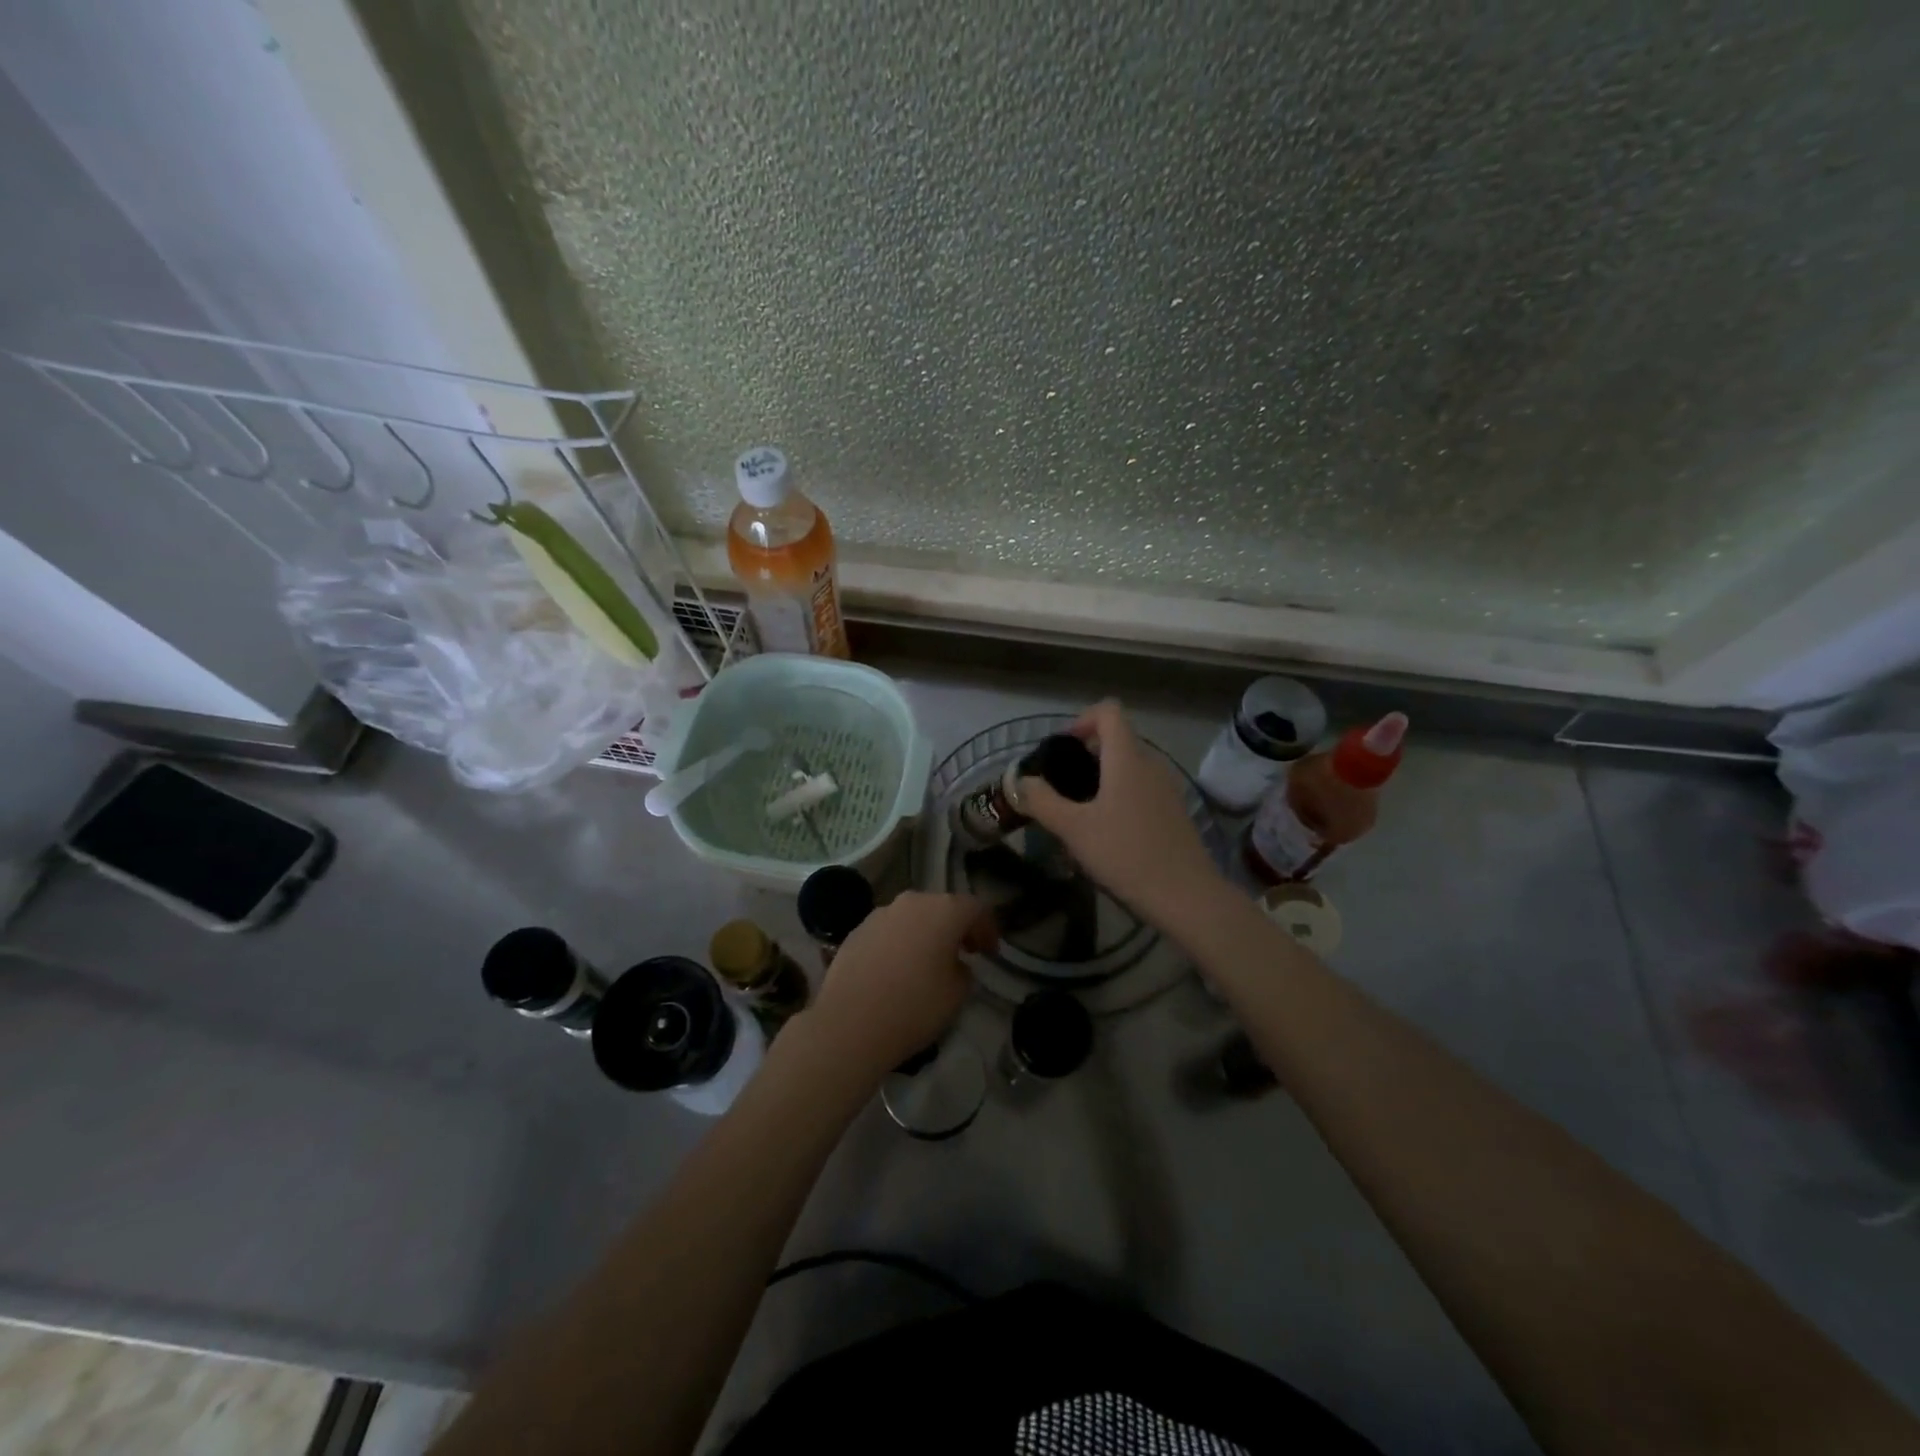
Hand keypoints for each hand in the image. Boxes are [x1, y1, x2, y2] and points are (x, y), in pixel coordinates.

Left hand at [804, 891, 994, 1082]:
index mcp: (943, 910)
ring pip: (912, 917)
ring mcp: (880, 914)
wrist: (849, 1023)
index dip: (987, 929)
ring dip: (925, 934)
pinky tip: (896, 970)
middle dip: (955, 928)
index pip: (976, 908)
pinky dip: (899, 943)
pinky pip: (888, 931)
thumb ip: (963, 970)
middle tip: (963, 953)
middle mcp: (912, 902)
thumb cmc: (914, 1006)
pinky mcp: (856, 931)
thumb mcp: (957, 994)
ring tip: (928, 963)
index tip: (990, 953)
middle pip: (942, 907)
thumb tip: (954, 964)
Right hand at [1020, 700, 1224, 928]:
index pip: (1108, 711)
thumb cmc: (1125, 854)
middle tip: (1062, 785)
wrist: (1185, 896)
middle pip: (1118, 738)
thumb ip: (1042, 801)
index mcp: (1127, 758)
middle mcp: (1151, 764)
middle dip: (1087, 753)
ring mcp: (1167, 788)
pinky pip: (1142, 788)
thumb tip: (1021, 781)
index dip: (1081, 720)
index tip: (1062, 750)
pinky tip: (1108, 831)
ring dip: (1104, 777)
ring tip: (1081, 811)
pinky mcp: (1175, 811)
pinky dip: (1121, 795)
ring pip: (1130, 766)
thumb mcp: (1073, 829)